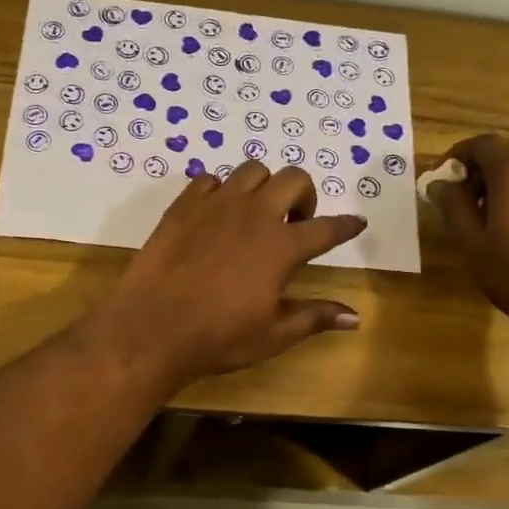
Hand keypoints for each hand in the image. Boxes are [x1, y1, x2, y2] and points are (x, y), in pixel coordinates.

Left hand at [92, 164, 367, 388]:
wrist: (152, 328)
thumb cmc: (218, 337)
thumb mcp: (273, 334)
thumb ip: (314, 317)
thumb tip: (354, 317)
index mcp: (282, 246)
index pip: (326, 228)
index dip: (345, 226)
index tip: (356, 222)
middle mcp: (254, 214)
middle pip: (294, 180)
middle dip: (304, 196)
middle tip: (295, 223)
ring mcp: (216, 204)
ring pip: (253, 171)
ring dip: (264, 186)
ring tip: (256, 213)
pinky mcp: (183, 205)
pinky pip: (209, 180)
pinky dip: (220, 191)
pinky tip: (216, 214)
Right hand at [429, 135, 508, 344]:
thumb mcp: (471, 243)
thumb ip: (453, 206)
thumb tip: (439, 185)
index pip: (481, 144)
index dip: (456, 157)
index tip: (441, 180)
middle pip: (507, 152)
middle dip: (480, 171)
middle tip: (462, 202)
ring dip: (505, 182)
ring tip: (490, 217)